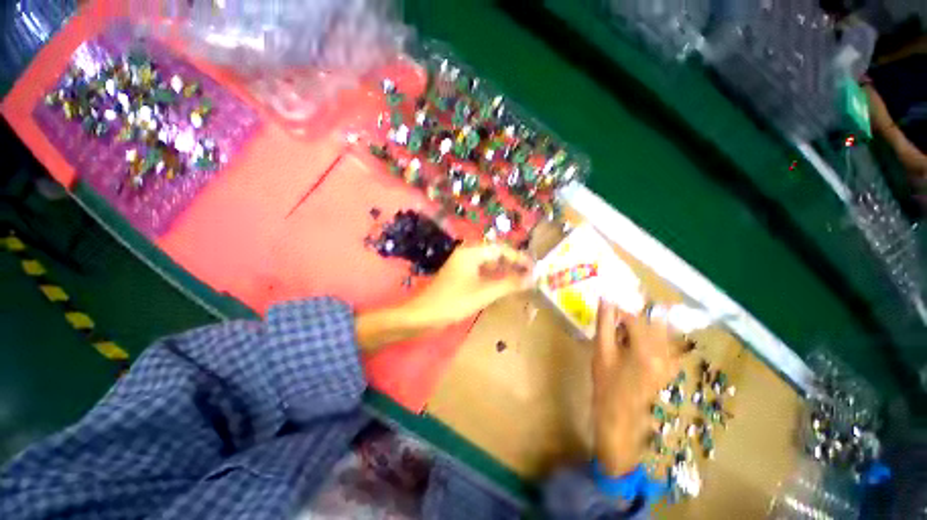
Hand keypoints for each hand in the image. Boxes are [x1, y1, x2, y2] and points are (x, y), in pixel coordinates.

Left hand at [402, 244, 533, 327]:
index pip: (501, 249)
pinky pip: (483, 273)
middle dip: (513, 264)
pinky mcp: (462, 277)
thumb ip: (509, 284)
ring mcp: (464, 266)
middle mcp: (468, 255)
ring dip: (505, 272)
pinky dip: (495, 278)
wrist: (423, 316)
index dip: (519, 258)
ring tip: (522, 281)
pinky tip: (505, 286)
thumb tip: (532, 278)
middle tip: (531, 275)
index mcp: (472, 252)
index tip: (535, 268)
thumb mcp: (484, 293)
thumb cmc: (454, 302)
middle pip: (496, 255)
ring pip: (490, 265)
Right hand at [592, 300, 681, 475]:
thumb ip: (605, 322)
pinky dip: (650, 332)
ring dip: (644, 318)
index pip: (637, 313)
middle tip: (619, 301)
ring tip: (623, 321)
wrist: (621, 419)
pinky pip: (665, 340)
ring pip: (662, 327)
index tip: (612, 291)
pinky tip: (633, 337)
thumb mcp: (601, 351)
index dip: (622, 300)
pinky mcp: (671, 365)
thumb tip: (605, 298)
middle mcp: (666, 352)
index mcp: (646, 349)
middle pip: (656, 316)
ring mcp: (672, 360)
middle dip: (637, 305)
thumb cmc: (606, 385)